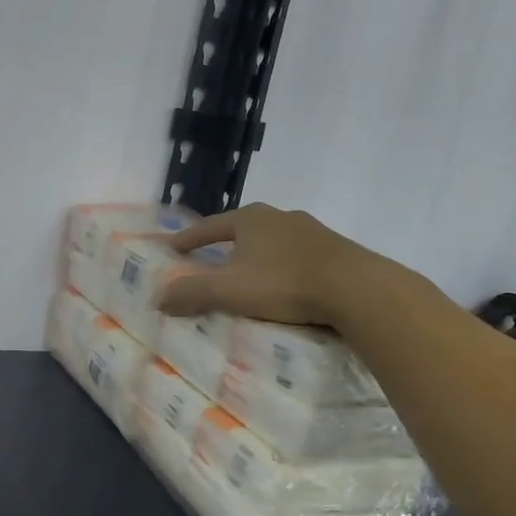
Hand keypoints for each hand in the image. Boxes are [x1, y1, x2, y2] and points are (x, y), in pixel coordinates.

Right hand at [158, 202, 410, 332]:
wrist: (357, 289)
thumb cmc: (284, 283)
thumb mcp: (229, 291)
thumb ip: (191, 293)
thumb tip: (158, 299)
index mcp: (250, 218)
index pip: (209, 227)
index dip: (189, 239)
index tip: (172, 248)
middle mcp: (280, 216)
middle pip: (243, 230)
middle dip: (225, 246)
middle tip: (210, 262)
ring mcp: (312, 231)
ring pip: (273, 243)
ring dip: (258, 257)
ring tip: (248, 277)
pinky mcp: (336, 250)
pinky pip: (298, 257)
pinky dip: (283, 269)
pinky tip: (285, 286)